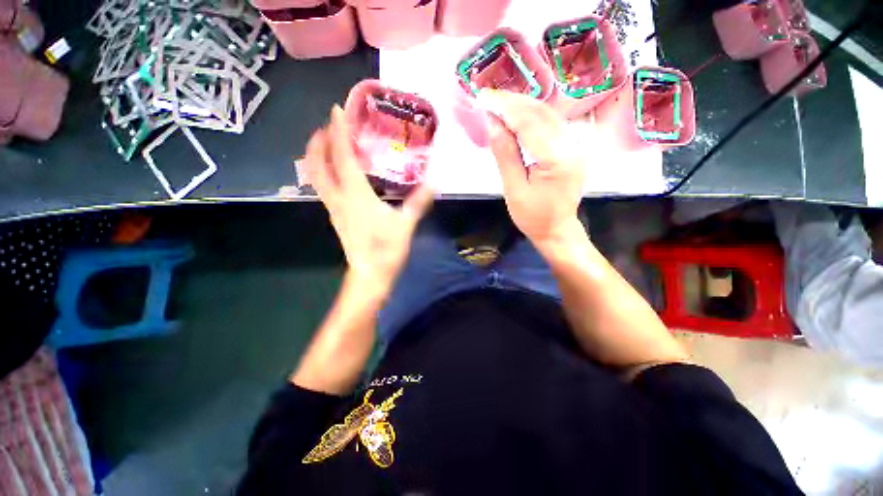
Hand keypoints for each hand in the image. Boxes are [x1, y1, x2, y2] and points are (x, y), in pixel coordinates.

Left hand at [302, 105, 433, 298]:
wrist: (370, 276)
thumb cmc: (386, 251)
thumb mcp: (406, 225)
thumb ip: (418, 202)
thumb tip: (435, 181)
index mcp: (356, 196)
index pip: (342, 157)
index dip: (338, 132)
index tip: (336, 110)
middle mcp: (339, 198)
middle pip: (318, 165)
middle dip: (318, 141)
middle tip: (327, 124)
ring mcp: (334, 208)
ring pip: (316, 176)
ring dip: (317, 155)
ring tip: (327, 142)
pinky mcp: (336, 217)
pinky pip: (324, 187)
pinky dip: (324, 171)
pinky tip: (336, 171)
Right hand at [480, 90, 585, 247]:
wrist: (557, 229)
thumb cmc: (532, 216)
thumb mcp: (513, 189)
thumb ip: (505, 154)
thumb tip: (493, 123)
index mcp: (556, 159)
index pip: (529, 123)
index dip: (505, 108)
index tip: (484, 98)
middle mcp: (571, 145)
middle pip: (540, 113)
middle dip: (513, 102)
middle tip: (488, 97)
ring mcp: (575, 145)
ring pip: (547, 114)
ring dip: (522, 105)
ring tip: (499, 102)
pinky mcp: (572, 148)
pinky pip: (551, 123)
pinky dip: (532, 115)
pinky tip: (517, 114)